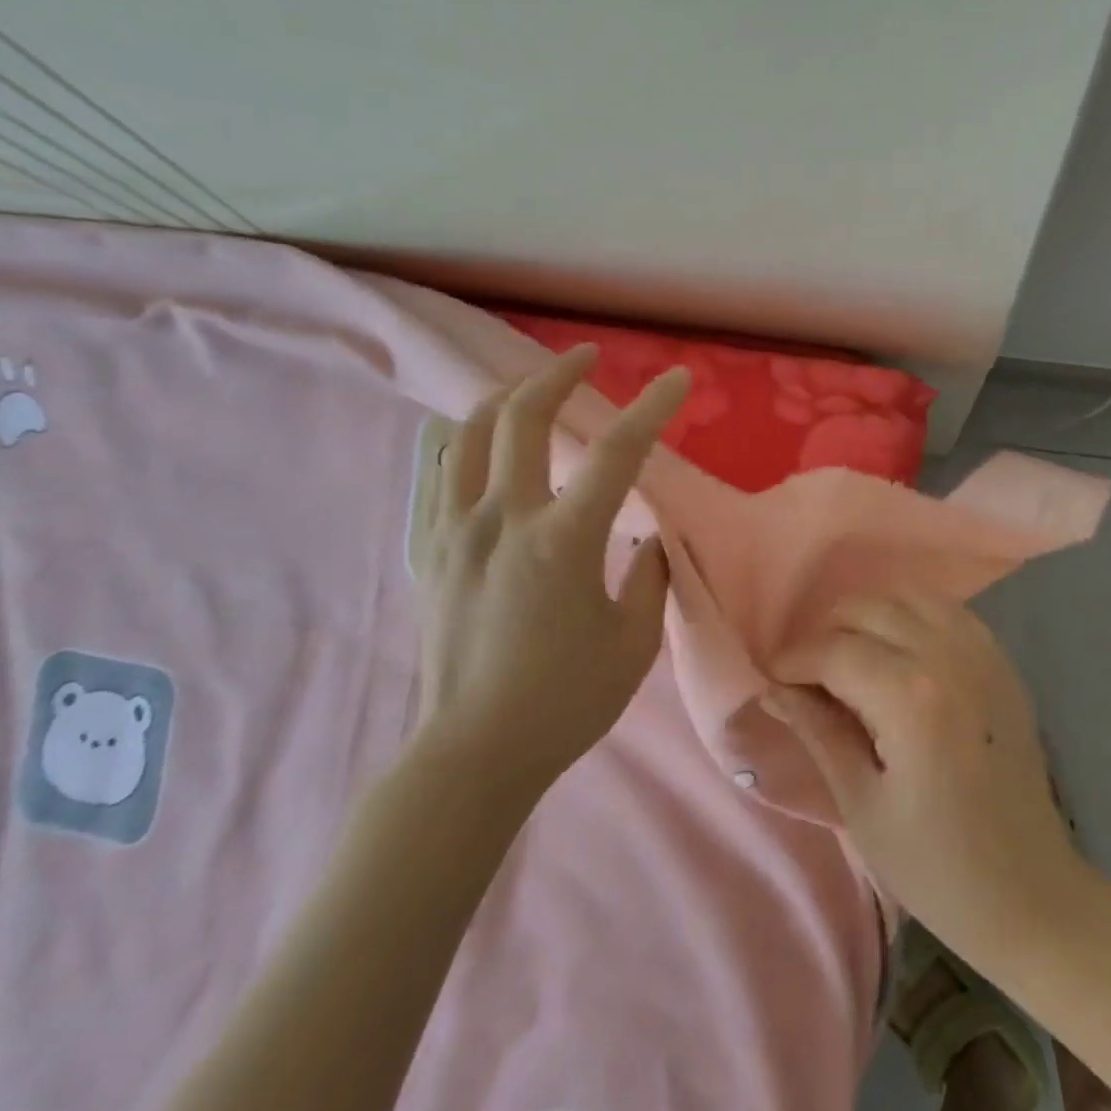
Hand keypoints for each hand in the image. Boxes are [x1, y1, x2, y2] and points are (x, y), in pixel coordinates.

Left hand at [416, 344, 689, 797]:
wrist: (474, 753)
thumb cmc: (566, 701)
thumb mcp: (634, 641)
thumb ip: (650, 576)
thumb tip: (646, 538)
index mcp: (563, 540)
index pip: (618, 453)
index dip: (653, 408)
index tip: (678, 380)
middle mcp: (503, 519)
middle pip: (524, 416)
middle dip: (559, 373)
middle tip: (585, 357)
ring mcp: (456, 532)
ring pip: (467, 433)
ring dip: (503, 396)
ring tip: (529, 386)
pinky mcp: (431, 552)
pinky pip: (437, 474)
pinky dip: (460, 440)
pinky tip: (474, 438)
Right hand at [766, 594, 1088, 963]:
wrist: (1030, 893)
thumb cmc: (936, 865)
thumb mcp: (861, 804)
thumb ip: (818, 732)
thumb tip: (773, 689)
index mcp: (910, 698)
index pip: (833, 650)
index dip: (794, 660)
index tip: (773, 680)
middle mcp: (948, 657)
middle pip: (867, 609)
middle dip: (826, 632)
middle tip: (809, 675)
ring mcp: (981, 653)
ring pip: (907, 596)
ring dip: (869, 616)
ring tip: (851, 656)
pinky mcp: (1001, 661)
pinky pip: (947, 610)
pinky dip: (912, 614)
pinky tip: (899, 648)